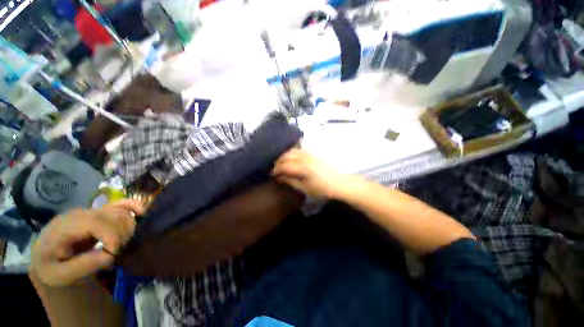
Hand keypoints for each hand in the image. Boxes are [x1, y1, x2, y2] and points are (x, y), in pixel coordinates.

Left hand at [30, 200, 144, 286]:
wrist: (44, 257)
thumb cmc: (49, 267)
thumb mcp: (59, 275)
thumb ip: (82, 266)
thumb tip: (110, 255)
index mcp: (66, 225)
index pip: (97, 223)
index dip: (112, 238)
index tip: (115, 255)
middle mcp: (80, 213)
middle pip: (113, 216)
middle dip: (122, 235)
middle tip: (117, 253)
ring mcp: (90, 210)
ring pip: (121, 211)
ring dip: (128, 227)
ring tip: (121, 244)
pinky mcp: (98, 212)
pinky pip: (120, 204)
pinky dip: (133, 207)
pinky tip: (142, 212)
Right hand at [272, 149, 351, 198]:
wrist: (338, 183)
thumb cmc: (321, 189)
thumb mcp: (304, 188)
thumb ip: (291, 181)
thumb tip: (279, 177)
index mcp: (302, 168)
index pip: (284, 165)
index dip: (276, 169)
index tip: (272, 174)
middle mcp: (304, 158)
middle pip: (287, 155)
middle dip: (278, 161)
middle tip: (275, 169)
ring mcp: (309, 154)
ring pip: (292, 151)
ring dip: (284, 155)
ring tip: (281, 163)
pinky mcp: (313, 154)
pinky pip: (299, 150)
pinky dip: (292, 152)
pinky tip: (290, 158)